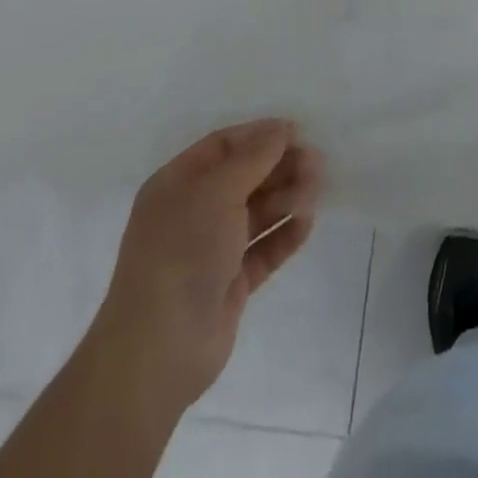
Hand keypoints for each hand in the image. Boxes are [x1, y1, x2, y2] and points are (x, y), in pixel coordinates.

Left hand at [81, 119, 323, 412]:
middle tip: (317, 164)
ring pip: (257, 211)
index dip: (260, 136)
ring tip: (315, 194)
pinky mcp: (230, 283)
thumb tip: (282, 128)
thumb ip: (255, 156)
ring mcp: (211, 250)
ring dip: (287, 198)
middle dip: (281, 167)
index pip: (224, 146)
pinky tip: (307, 223)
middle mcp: (192, 212)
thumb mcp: (218, 191)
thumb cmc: (183, 251)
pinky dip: (285, 234)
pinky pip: (263, 248)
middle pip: (245, 177)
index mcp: (177, 184)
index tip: (299, 133)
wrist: (160, 350)